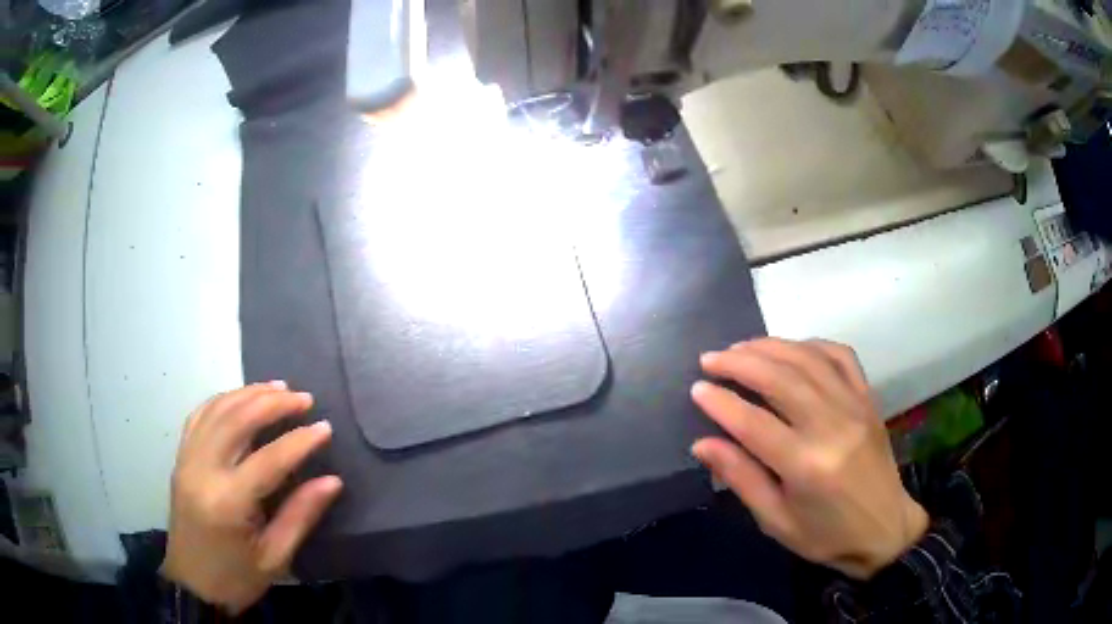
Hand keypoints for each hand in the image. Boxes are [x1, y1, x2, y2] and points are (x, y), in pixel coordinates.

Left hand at [163, 381, 341, 612]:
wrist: (192, 585)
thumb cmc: (237, 578)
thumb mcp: (275, 558)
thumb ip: (300, 516)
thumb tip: (332, 481)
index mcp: (228, 502)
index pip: (268, 459)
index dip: (299, 441)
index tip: (326, 427)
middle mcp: (202, 471)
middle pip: (237, 420)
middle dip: (272, 403)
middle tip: (303, 398)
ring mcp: (187, 460)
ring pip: (216, 410)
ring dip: (248, 393)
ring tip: (278, 388)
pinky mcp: (181, 459)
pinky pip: (199, 416)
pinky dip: (222, 400)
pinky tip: (240, 397)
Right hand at [691, 339, 927, 579]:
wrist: (885, 529)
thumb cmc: (825, 535)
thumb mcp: (776, 521)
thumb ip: (741, 479)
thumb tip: (702, 443)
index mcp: (806, 466)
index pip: (753, 423)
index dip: (721, 403)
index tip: (696, 389)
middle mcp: (832, 427)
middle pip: (781, 379)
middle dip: (740, 362)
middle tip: (710, 358)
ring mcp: (855, 406)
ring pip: (808, 360)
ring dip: (770, 347)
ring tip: (740, 347)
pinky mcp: (868, 398)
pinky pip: (841, 356)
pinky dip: (812, 344)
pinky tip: (791, 348)